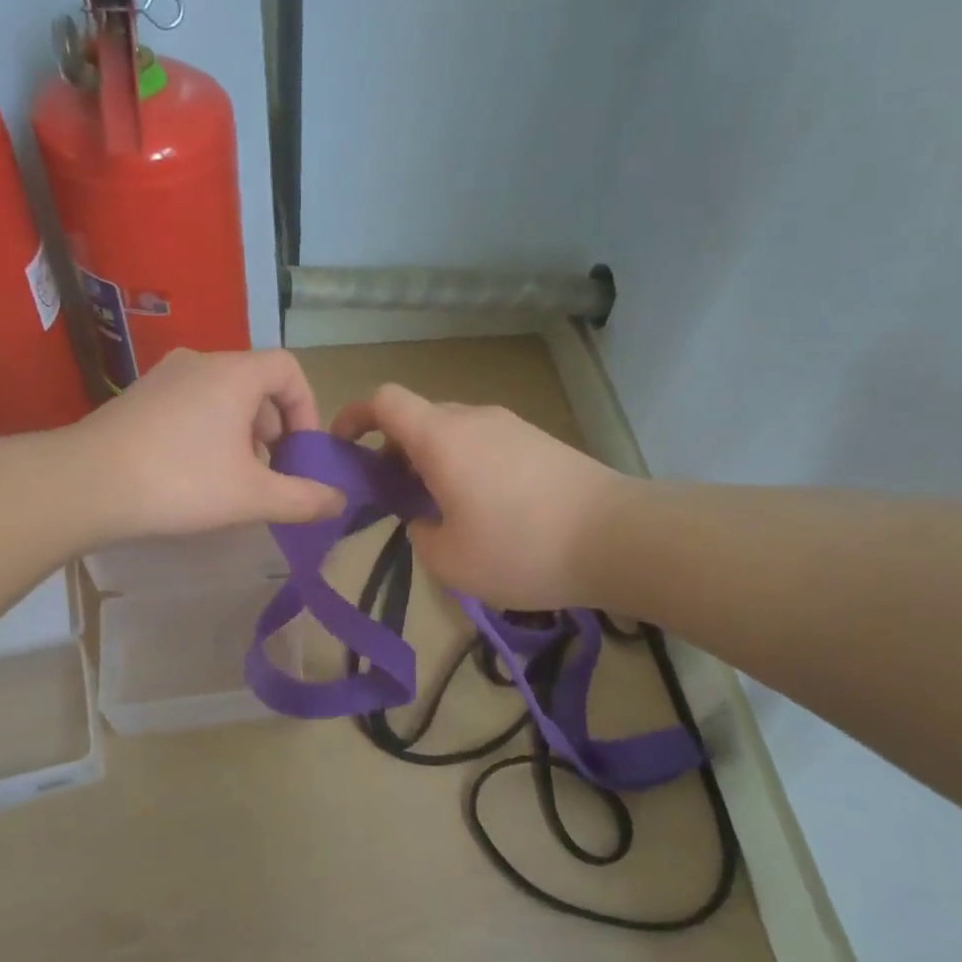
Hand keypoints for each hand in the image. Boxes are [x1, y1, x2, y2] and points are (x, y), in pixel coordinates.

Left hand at [76, 348, 344, 539]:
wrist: (84, 485)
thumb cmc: (180, 482)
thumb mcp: (252, 496)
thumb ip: (303, 498)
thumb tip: (340, 502)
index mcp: (234, 373)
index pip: (289, 369)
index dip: (307, 408)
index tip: (302, 452)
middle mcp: (200, 362)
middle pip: (256, 384)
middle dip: (274, 429)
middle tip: (271, 473)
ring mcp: (163, 377)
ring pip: (222, 397)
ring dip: (242, 434)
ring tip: (235, 480)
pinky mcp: (137, 399)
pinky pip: (191, 406)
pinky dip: (209, 433)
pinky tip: (195, 476)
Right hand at [331, 384, 626, 609]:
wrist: (618, 538)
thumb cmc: (520, 548)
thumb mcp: (449, 560)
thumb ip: (419, 534)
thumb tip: (426, 518)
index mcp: (440, 437)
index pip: (384, 400)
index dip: (354, 416)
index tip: (343, 448)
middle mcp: (473, 419)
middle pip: (419, 419)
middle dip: (394, 452)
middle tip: (394, 499)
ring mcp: (512, 426)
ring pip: (455, 433)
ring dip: (434, 462)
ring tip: (442, 512)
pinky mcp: (542, 442)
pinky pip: (487, 445)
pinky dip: (468, 467)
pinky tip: (487, 512)